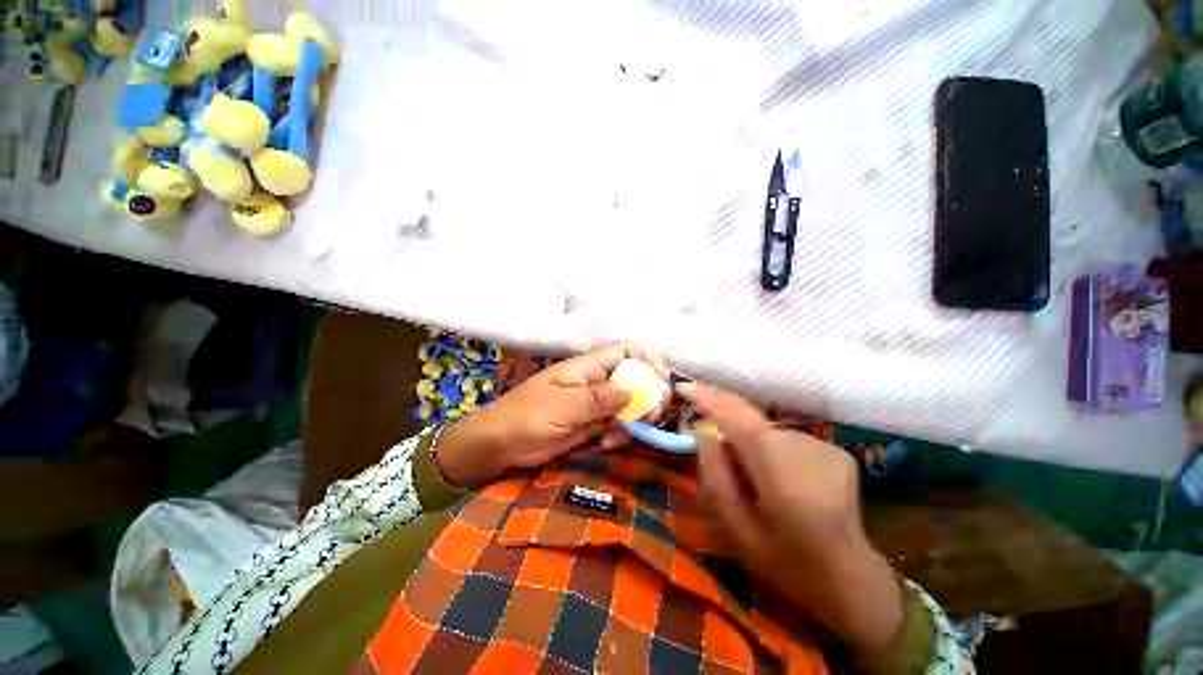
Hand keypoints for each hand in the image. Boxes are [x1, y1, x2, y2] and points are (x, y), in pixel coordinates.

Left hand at [435, 344, 668, 487]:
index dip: (649, 361)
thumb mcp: (561, 407)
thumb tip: (633, 389)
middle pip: (635, 380)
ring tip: (614, 438)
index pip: (626, 352)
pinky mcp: (592, 425)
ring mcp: (595, 405)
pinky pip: (617, 425)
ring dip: (632, 421)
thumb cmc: (524, 417)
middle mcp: (596, 383)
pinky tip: (606, 444)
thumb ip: (597, 399)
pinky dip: (619, 434)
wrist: (499, 445)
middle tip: (647, 418)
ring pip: (629, 406)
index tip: (663, 383)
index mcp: (587, 368)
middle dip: (646, 397)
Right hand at [679, 383, 903, 655]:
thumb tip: (704, 430)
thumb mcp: (737, 529)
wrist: (851, 580)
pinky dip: (773, 452)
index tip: (683, 387)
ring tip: (754, 482)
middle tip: (711, 449)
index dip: (708, 398)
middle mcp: (804, 448)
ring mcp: (825, 447)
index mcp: (779, 471)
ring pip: (768, 432)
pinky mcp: (836, 451)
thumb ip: (716, 476)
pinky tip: (783, 483)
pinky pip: (787, 441)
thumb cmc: (786, 562)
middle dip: (725, 424)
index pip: (737, 417)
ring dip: (751, 445)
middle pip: (751, 422)